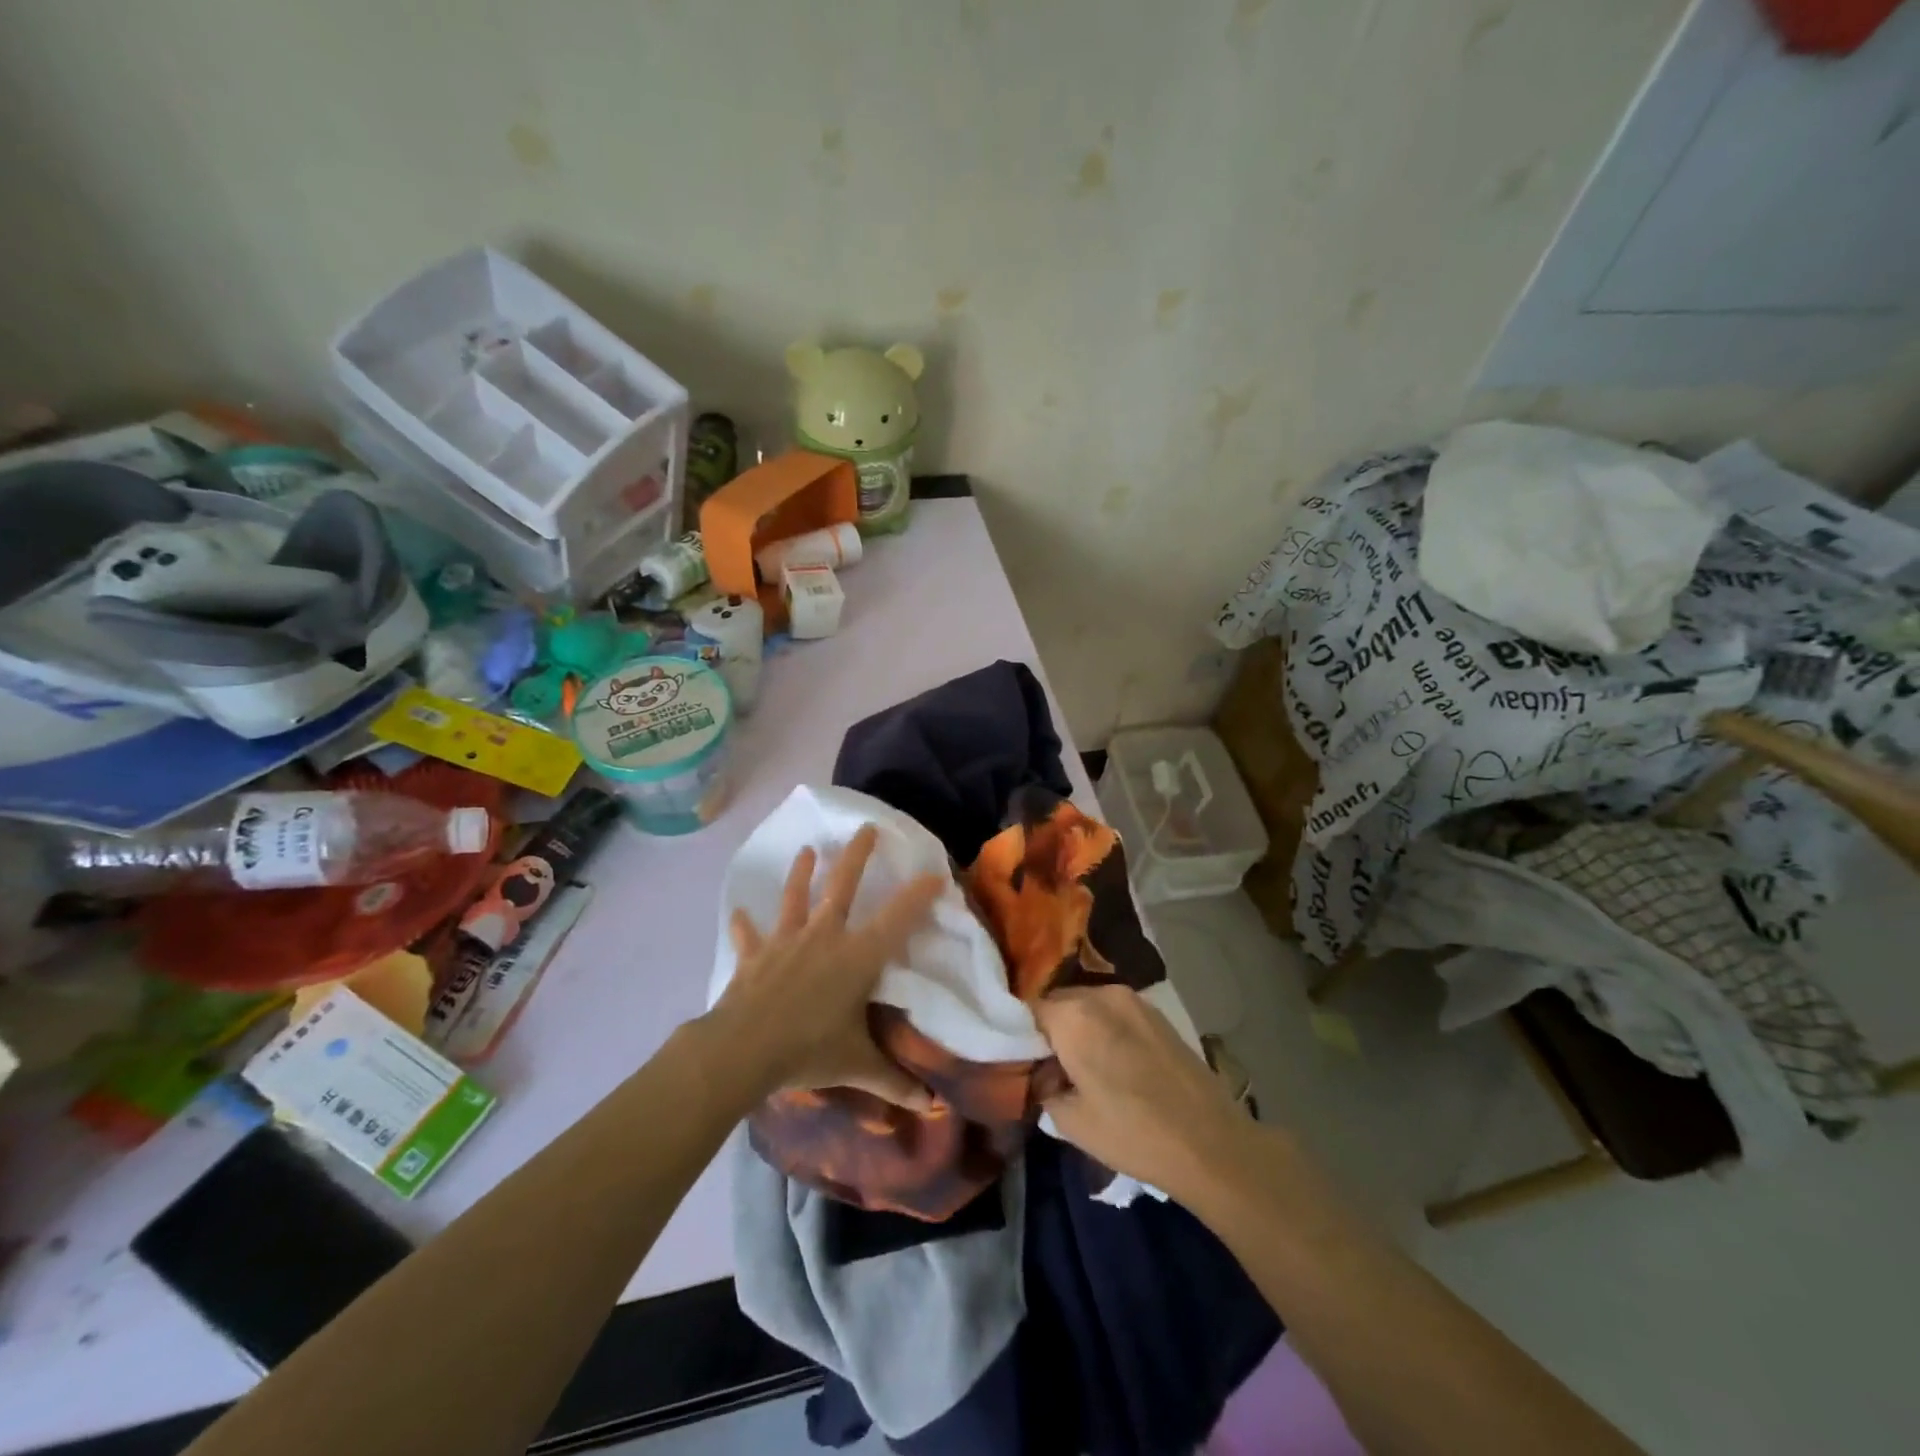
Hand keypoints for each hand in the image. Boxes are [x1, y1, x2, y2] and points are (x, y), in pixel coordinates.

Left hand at [709, 825, 944, 1111]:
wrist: (743, 1050)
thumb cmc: (808, 1050)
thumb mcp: (857, 1065)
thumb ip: (893, 1082)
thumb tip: (929, 1104)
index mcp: (856, 957)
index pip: (897, 919)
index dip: (918, 895)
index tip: (935, 875)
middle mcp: (824, 937)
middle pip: (843, 885)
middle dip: (858, 855)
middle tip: (867, 828)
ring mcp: (786, 942)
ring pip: (795, 898)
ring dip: (801, 873)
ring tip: (807, 850)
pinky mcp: (755, 956)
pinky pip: (749, 936)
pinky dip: (745, 926)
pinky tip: (738, 914)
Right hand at [1034, 984, 1250, 1200]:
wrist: (1211, 1144)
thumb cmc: (1133, 1134)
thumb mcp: (1071, 1122)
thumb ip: (1043, 1087)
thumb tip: (1041, 1073)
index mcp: (1073, 1016)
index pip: (1029, 1010)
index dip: (1021, 1036)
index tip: (1023, 1062)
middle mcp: (1101, 994)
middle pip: (1059, 1003)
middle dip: (1051, 1030)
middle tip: (1051, 1069)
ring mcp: (1133, 999)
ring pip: (1088, 1006)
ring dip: (1079, 1028)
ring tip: (1084, 1068)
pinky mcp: (1156, 1013)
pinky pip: (1114, 1012)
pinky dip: (1104, 1029)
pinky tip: (1114, 1063)